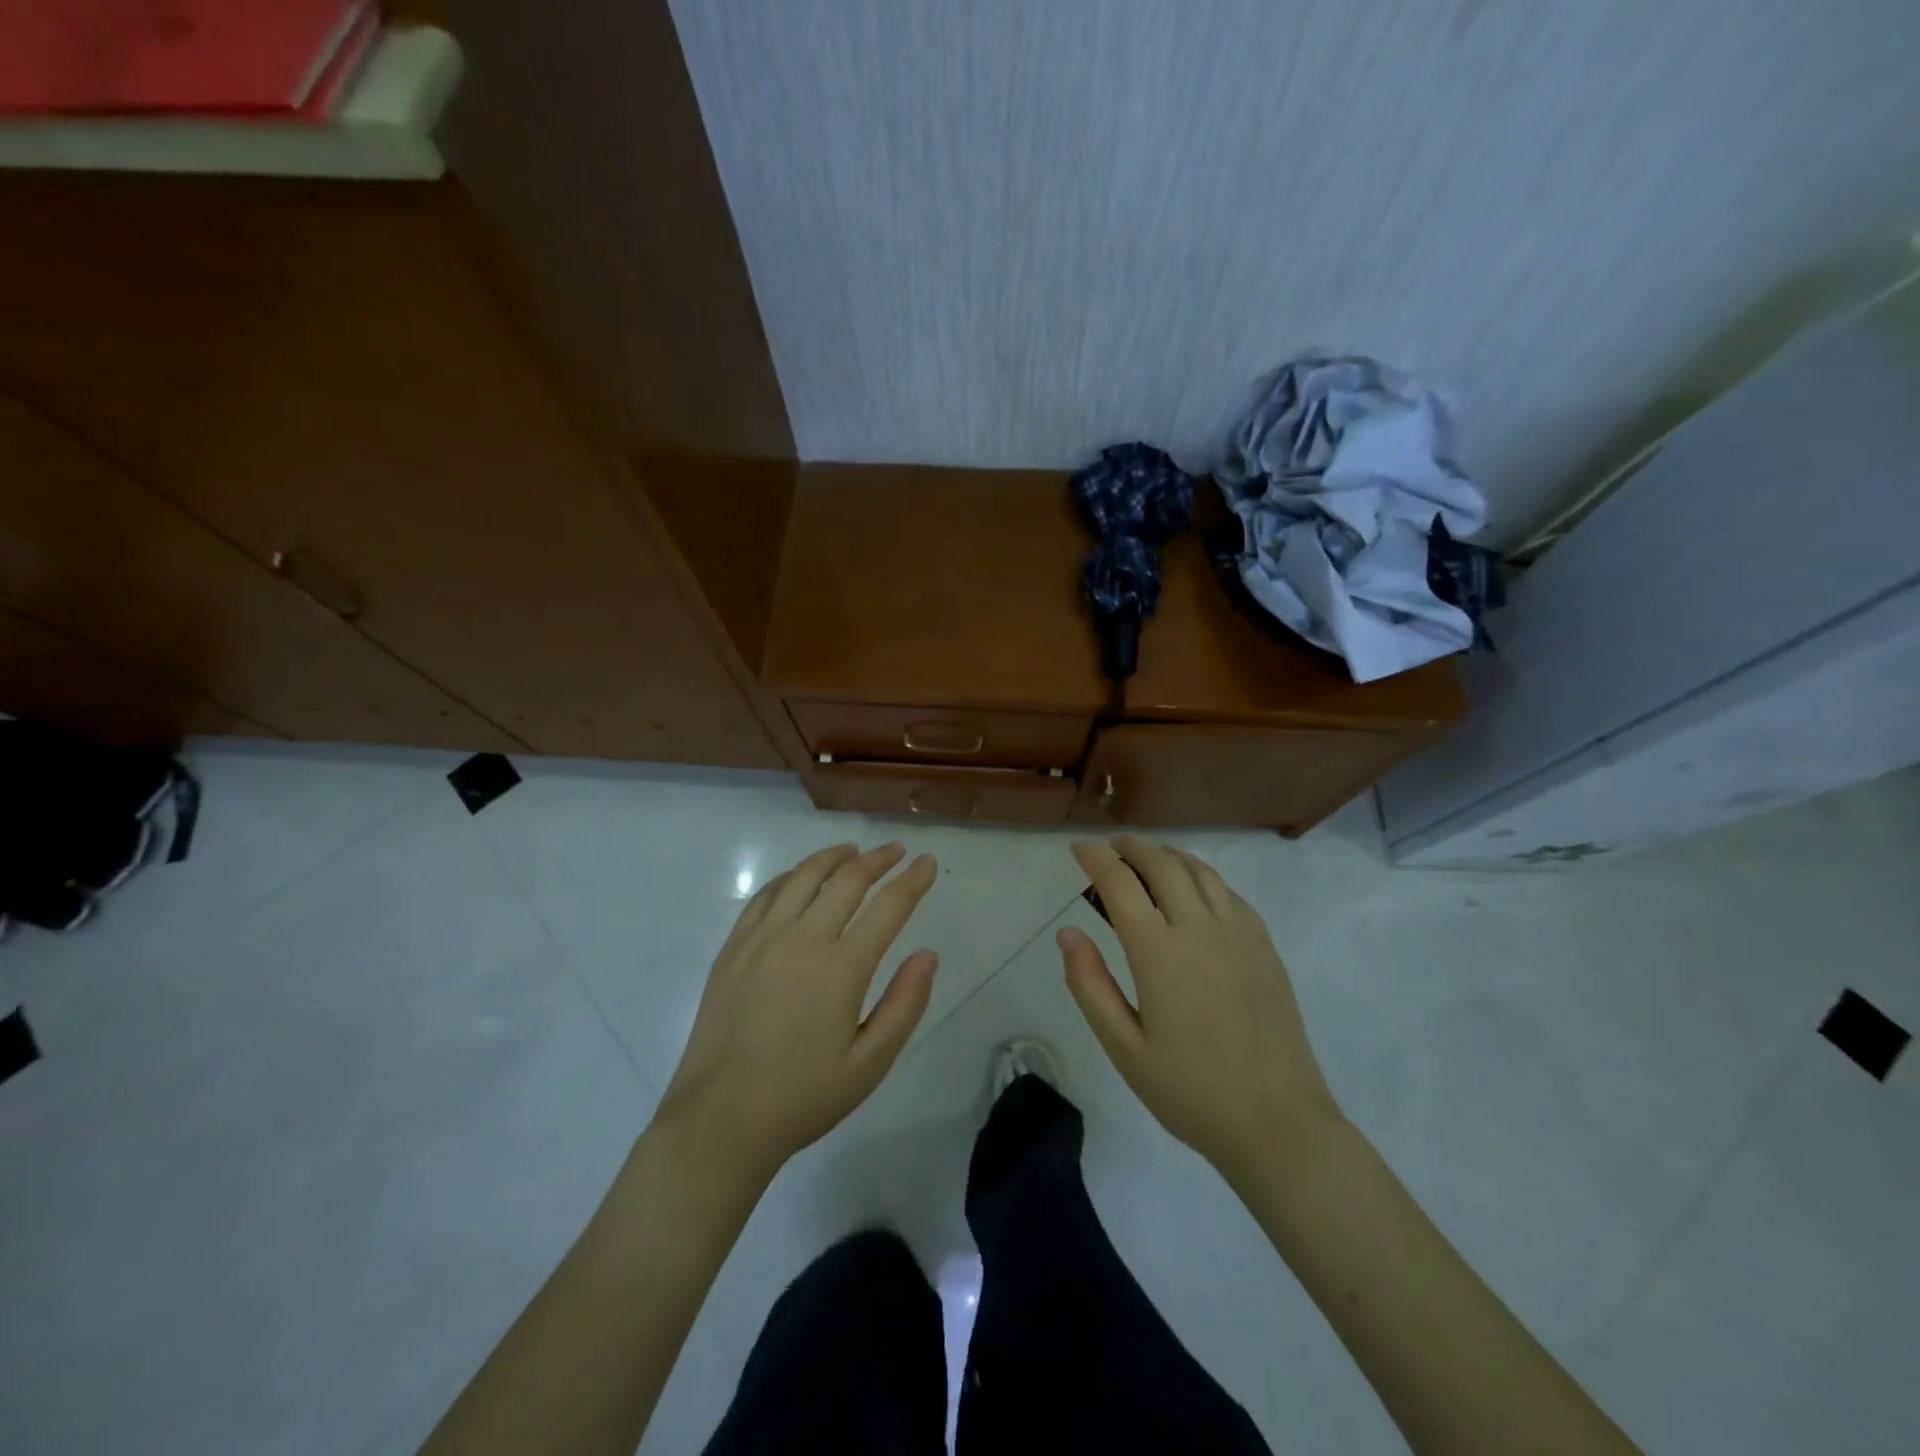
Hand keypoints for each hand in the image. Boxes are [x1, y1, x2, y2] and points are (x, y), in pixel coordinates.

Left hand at [657, 842, 938, 1180]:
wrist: (720, 1119)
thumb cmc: (803, 1096)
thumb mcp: (870, 1064)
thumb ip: (904, 1005)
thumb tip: (928, 954)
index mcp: (842, 969)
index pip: (888, 907)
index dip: (913, 880)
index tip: (927, 862)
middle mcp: (803, 939)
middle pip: (847, 880)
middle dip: (878, 859)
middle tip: (897, 851)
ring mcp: (762, 939)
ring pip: (803, 877)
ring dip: (834, 857)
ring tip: (853, 851)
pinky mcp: (734, 947)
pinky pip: (765, 894)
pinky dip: (790, 876)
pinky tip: (800, 877)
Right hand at [1061, 835, 1341, 1180]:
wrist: (1278, 1123)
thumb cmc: (1191, 1092)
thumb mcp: (1124, 1049)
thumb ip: (1090, 986)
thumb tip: (1068, 933)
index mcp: (1159, 953)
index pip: (1120, 884)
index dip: (1095, 859)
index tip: (1078, 848)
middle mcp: (1200, 929)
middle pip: (1163, 863)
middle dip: (1132, 846)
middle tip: (1111, 846)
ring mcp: (1239, 934)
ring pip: (1200, 870)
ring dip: (1168, 854)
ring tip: (1148, 856)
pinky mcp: (1265, 946)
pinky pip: (1229, 892)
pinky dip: (1202, 876)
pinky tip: (1194, 890)